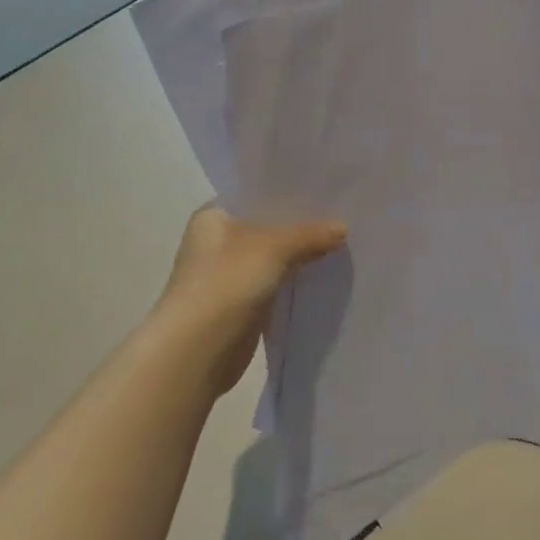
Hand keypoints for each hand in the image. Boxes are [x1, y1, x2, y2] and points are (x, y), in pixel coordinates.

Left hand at [148, 205, 346, 398]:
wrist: (197, 351)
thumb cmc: (226, 283)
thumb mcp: (274, 248)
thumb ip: (309, 235)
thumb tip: (343, 228)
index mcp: (213, 215)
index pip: (256, 193)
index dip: (289, 191)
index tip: (325, 188)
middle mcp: (217, 239)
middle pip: (266, 224)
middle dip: (300, 224)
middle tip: (341, 214)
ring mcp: (227, 273)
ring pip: (272, 255)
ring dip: (299, 253)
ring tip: (340, 240)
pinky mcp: (239, 301)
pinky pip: (274, 281)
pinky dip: (294, 278)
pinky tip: (323, 272)